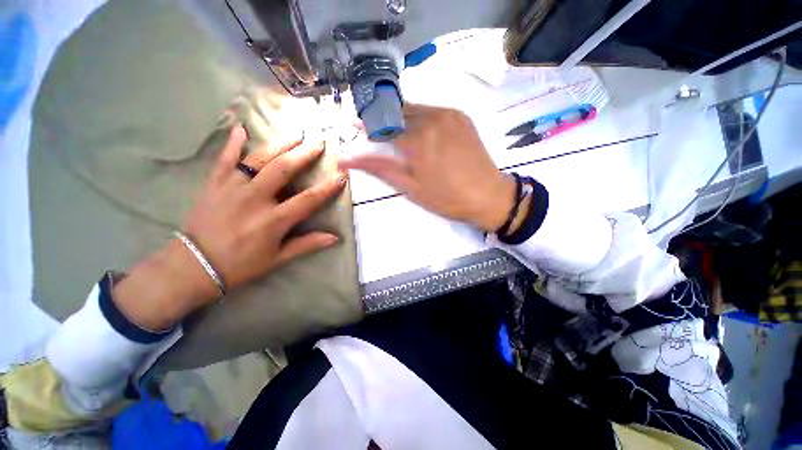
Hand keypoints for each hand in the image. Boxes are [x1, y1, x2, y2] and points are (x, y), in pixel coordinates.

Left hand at [113, 126, 345, 329]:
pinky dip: (232, 143)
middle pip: (283, 170)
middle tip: (318, 143)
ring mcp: (232, 188)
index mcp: (274, 220)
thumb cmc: (241, 265)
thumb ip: (307, 245)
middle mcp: (255, 199)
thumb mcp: (278, 258)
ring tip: (295, 134)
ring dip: (279, 144)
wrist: (193, 266)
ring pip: (258, 159)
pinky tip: (240, 128)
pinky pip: (224, 159)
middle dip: (303, 155)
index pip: (308, 199)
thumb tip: (335, 238)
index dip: (328, 187)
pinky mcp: (214, 184)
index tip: (341, 175)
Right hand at [339, 104, 514, 231]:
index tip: (356, 126)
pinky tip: (420, 130)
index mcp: (416, 140)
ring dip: (400, 116)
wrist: (488, 196)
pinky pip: (433, 110)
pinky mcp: (461, 116)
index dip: (368, 125)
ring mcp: (449, 115)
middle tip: (375, 129)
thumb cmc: (446, 198)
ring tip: (395, 130)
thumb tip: (347, 159)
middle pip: (397, 111)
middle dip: (382, 118)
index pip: (382, 124)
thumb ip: (380, 168)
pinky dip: (421, 117)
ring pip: (415, 109)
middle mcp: (431, 119)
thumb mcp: (410, 187)